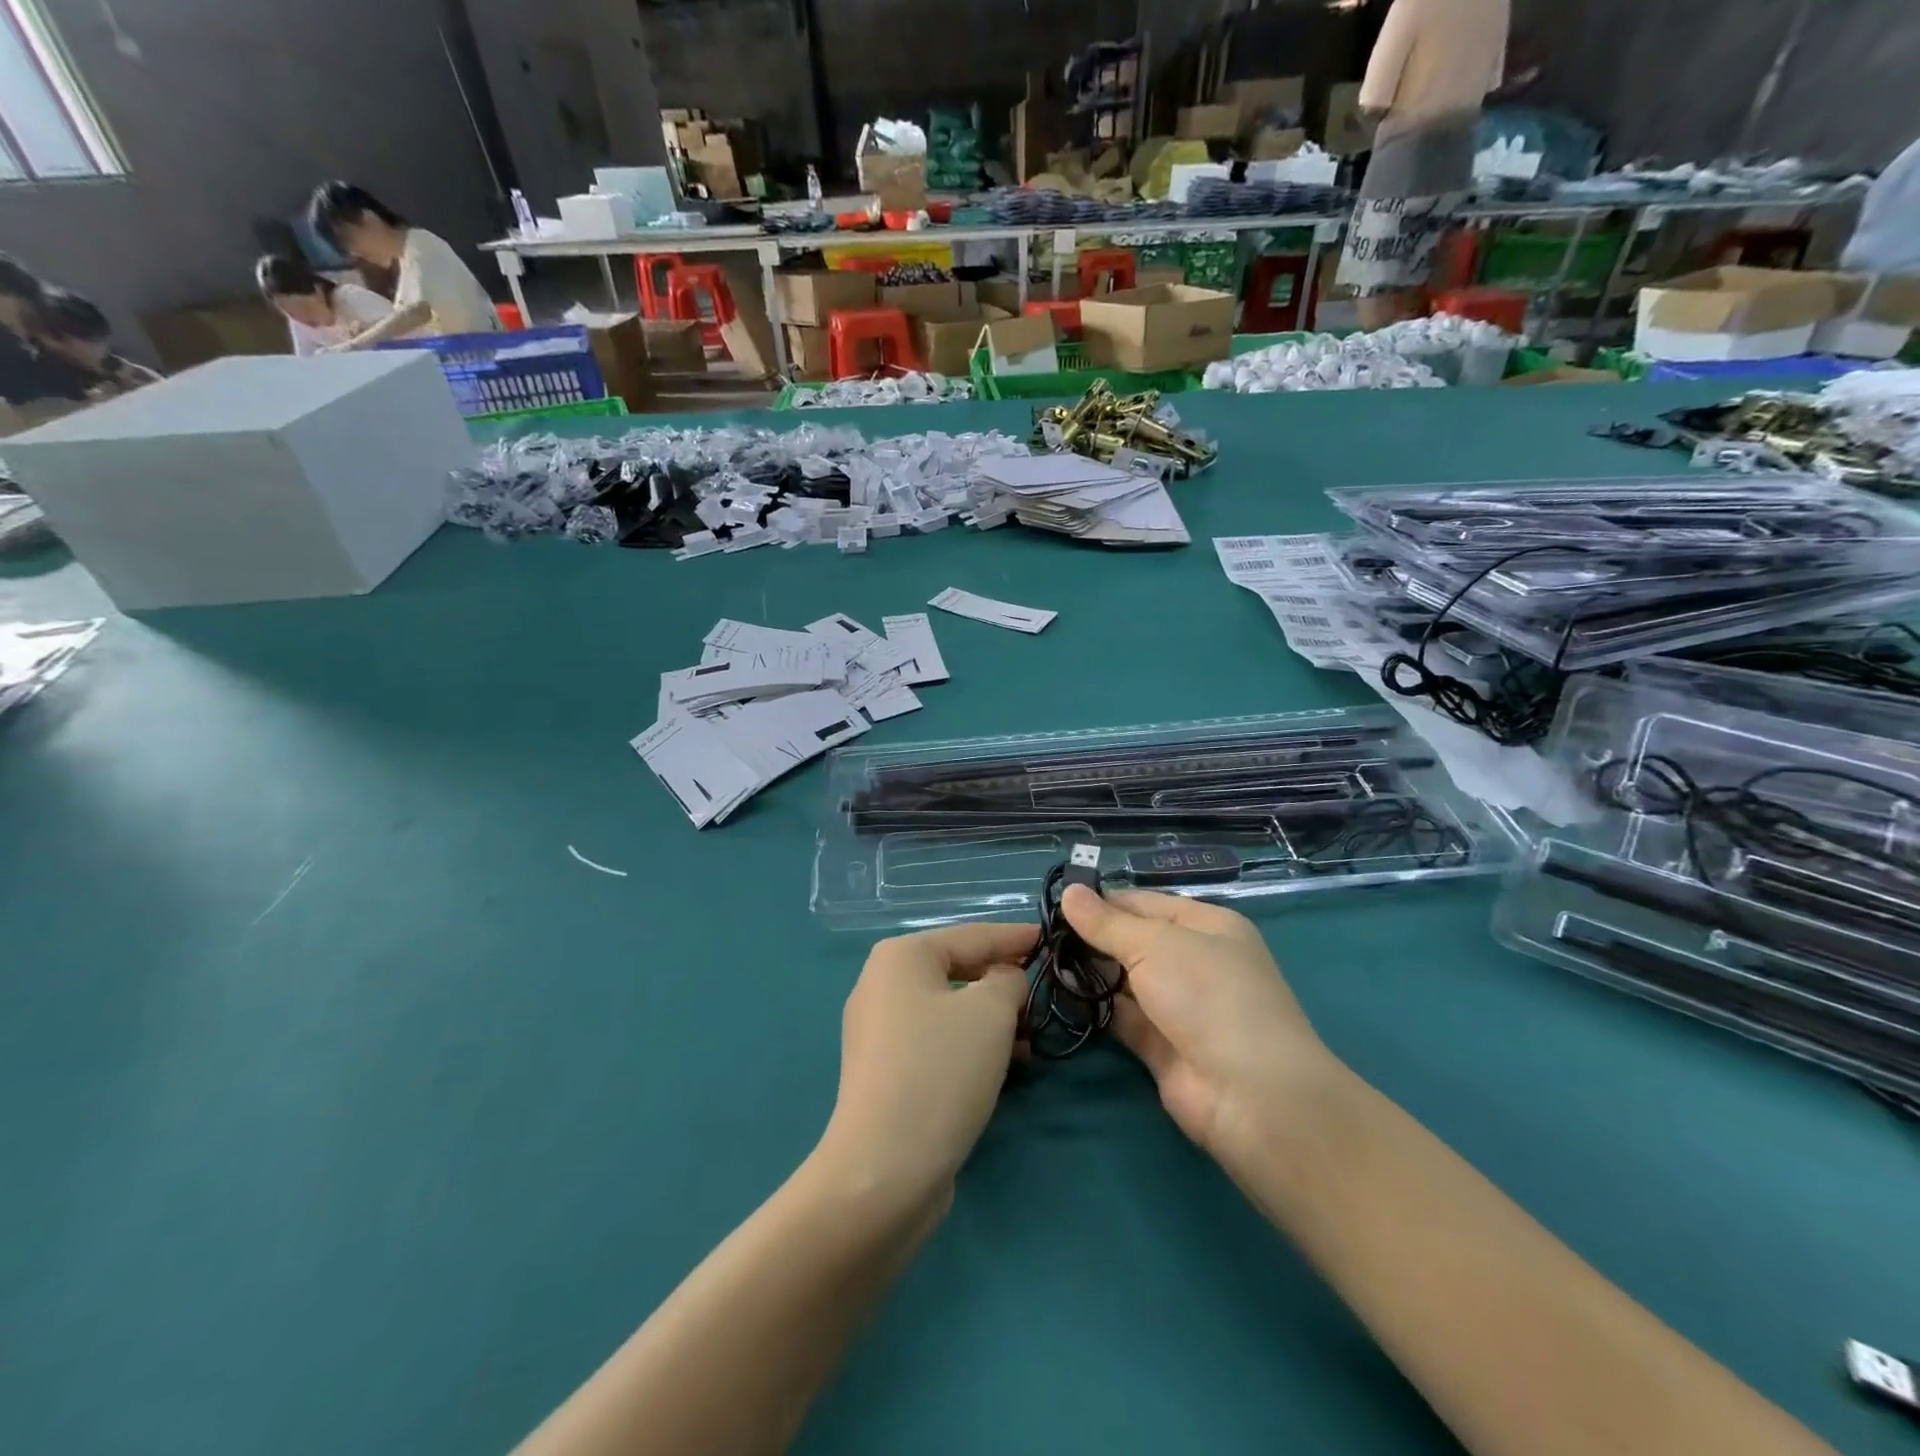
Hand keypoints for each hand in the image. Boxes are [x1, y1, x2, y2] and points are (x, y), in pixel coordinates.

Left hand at [816, 922, 1037, 1208]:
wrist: (884, 1170)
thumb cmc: (941, 1070)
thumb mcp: (991, 1011)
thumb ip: (1009, 980)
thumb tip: (1006, 980)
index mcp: (901, 956)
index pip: (973, 935)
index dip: (1016, 937)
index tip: (1051, 939)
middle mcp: (882, 984)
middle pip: (959, 970)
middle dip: (1005, 982)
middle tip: (1046, 994)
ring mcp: (879, 1030)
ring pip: (951, 1009)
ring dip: (993, 1020)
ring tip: (1032, 1039)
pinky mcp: (886, 1071)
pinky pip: (938, 1041)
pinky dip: (971, 1045)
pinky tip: (1005, 1066)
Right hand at [1060, 886, 1335, 1169]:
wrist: (1251, 1094)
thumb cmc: (1208, 995)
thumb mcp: (1155, 945)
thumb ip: (1106, 923)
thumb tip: (1069, 891)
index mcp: (1205, 925)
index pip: (1143, 903)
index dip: (1101, 901)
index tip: (1054, 904)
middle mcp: (1194, 961)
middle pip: (1133, 941)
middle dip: (1091, 938)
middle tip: (1040, 935)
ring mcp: (1178, 1006)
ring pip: (1124, 980)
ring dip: (1089, 972)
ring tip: (1041, 960)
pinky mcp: (1161, 1046)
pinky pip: (1122, 1017)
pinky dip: (1095, 1007)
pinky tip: (1059, 994)